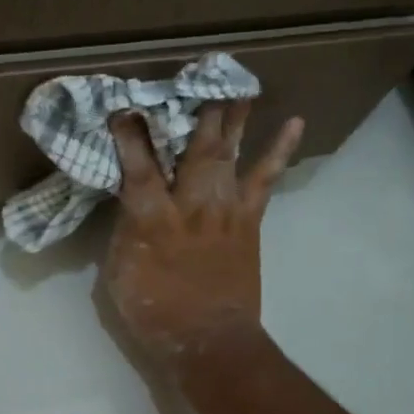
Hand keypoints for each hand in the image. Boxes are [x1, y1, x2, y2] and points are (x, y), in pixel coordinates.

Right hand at [101, 100, 304, 370]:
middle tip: (201, 72)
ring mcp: (225, 208)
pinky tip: (293, 124)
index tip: (125, 105)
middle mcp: (191, 204)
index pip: (138, 166)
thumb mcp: (119, 273)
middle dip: (196, 109)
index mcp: (152, 219)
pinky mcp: (249, 219)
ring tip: (242, 82)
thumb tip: (130, 200)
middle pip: (194, 147)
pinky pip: (266, 178)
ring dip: (234, 116)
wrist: (211, 340)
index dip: (130, 134)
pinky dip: (279, 151)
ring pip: (230, 152)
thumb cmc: (155, 311)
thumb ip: (124, 230)